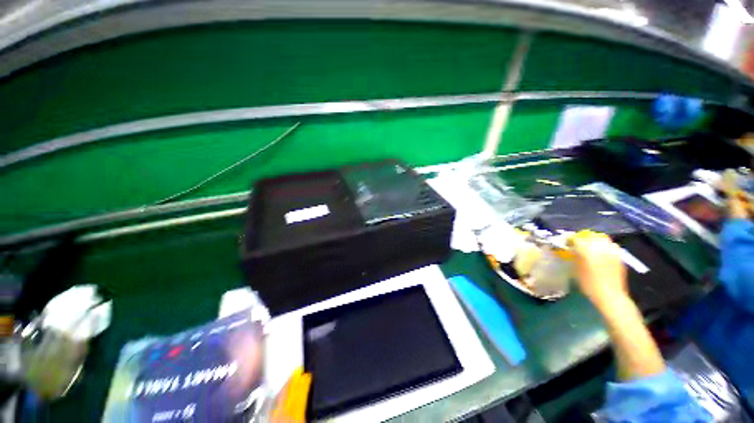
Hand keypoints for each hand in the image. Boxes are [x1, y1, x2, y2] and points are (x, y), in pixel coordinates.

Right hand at [569, 230, 628, 309]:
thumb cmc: (589, 283)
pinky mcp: (619, 256)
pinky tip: (602, 254)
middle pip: (590, 236)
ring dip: (595, 241)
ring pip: (602, 239)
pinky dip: (605, 247)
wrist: (610, 295)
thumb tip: (572, 249)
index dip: (570, 240)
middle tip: (579, 245)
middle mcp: (600, 247)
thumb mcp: (576, 269)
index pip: (576, 238)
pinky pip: (611, 246)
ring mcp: (612, 251)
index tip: (567, 243)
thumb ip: (574, 255)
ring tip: (591, 248)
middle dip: (584, 238)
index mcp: (586, 249)